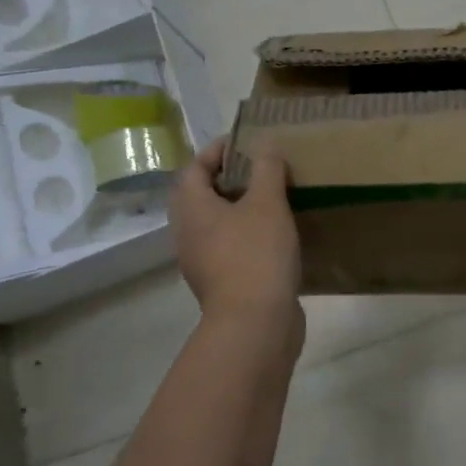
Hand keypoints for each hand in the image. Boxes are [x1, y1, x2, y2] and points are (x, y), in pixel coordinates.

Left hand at [171, 140, 302, 349]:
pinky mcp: (221, 283)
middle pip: (202, 196)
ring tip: (274, 199)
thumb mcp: (267, 203)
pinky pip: (230, 247)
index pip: (195, 167)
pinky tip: (277, 235)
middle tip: (261, 169)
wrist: (255, 324)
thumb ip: (266, 168)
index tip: (246, 142)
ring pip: (217, 224)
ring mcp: (202, 262)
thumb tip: (265, 143)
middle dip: (229, 179)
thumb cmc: (255, 254)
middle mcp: (188, 233)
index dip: (217, 150)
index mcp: (192, 209)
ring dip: (240, 208)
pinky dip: (248, 234)